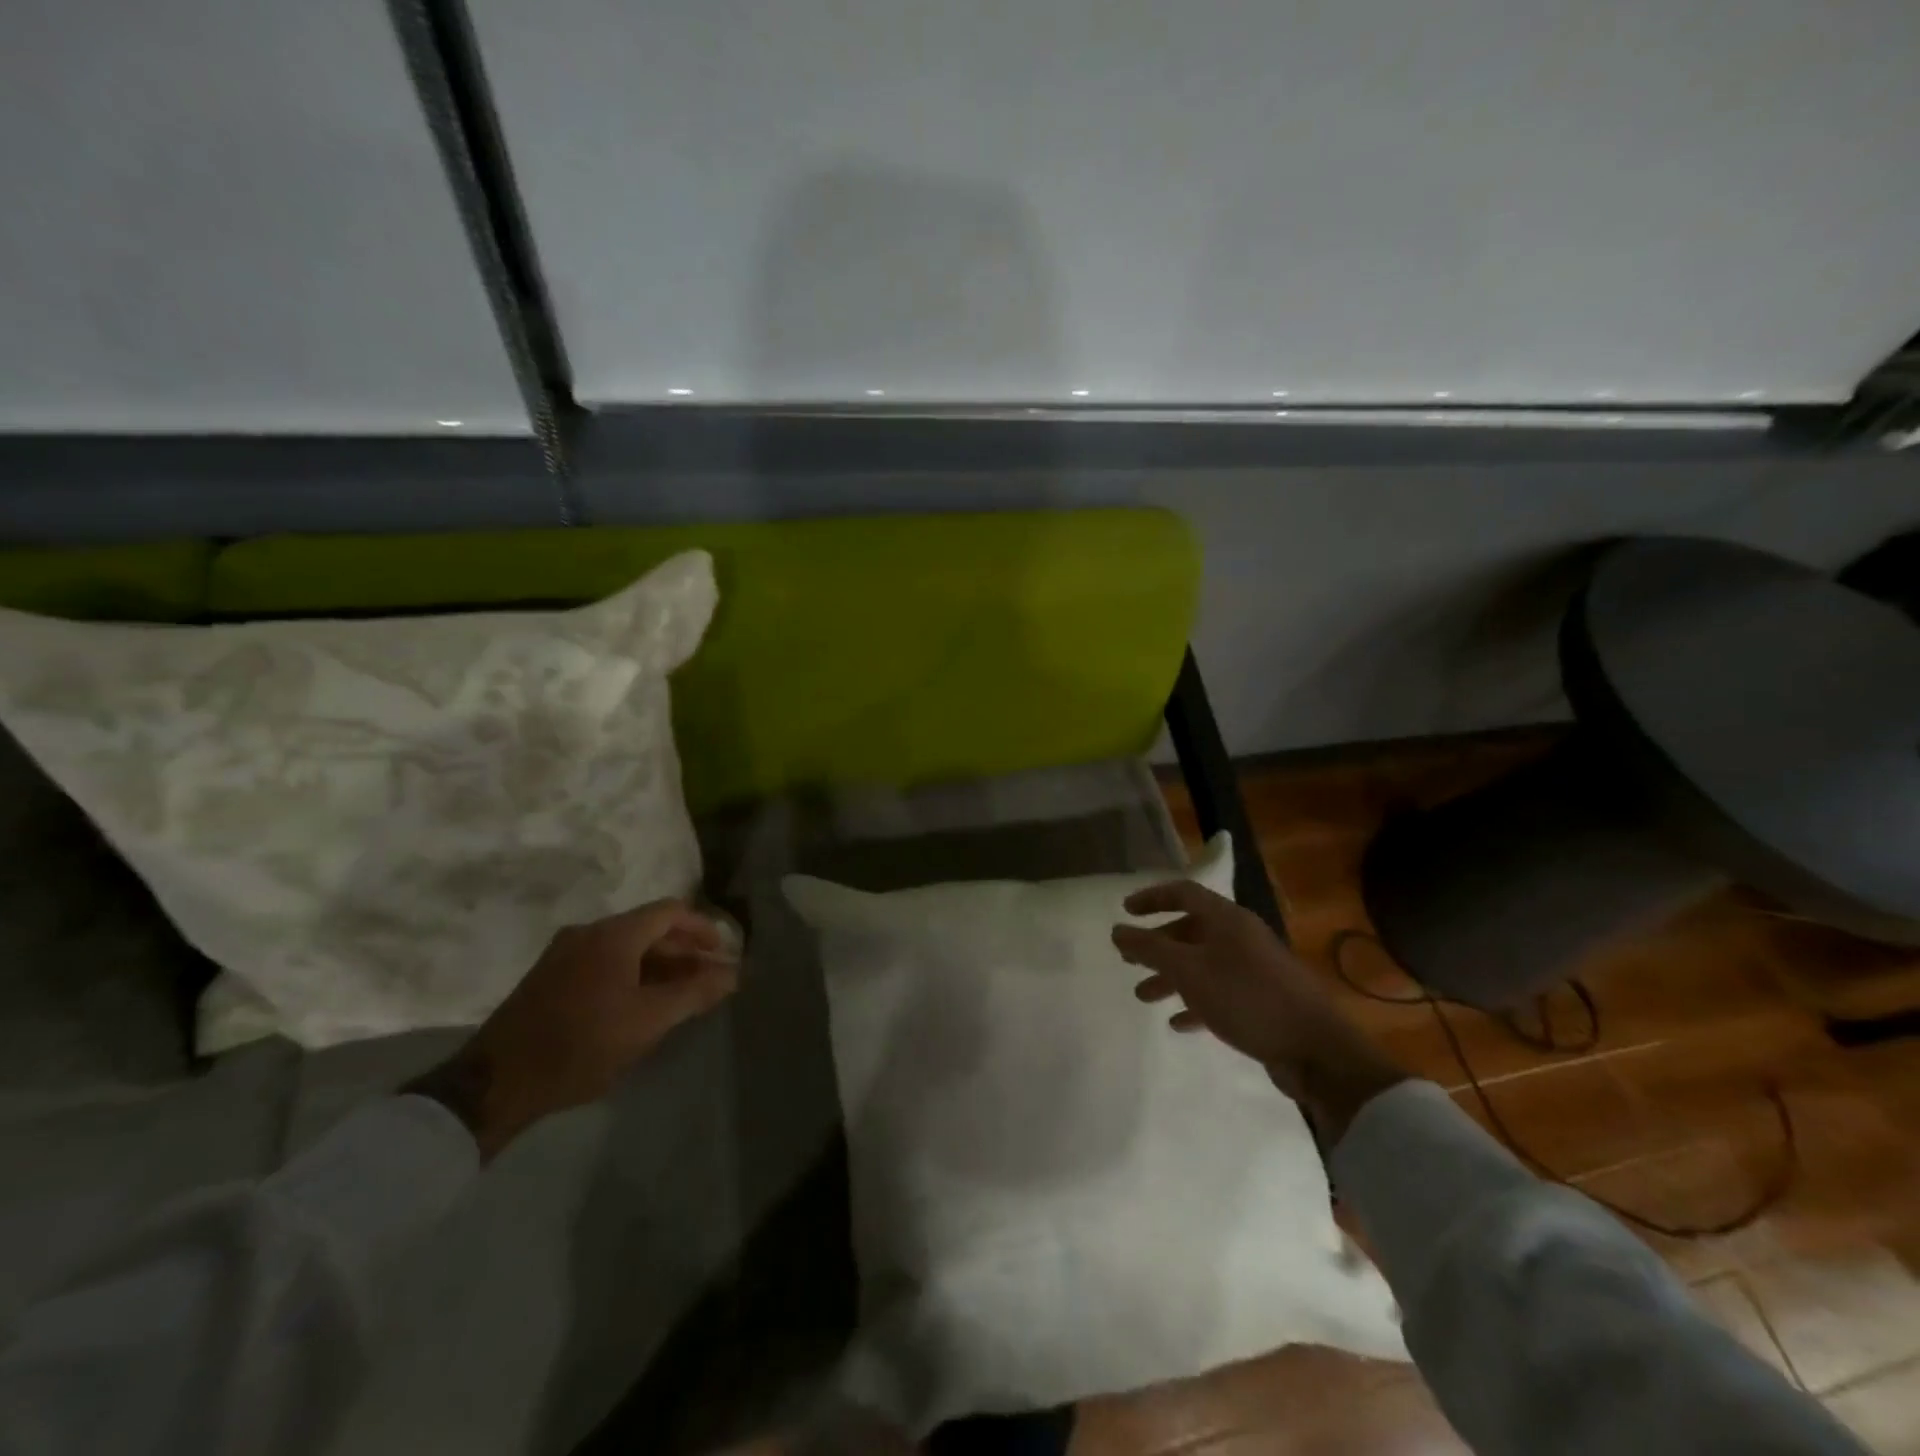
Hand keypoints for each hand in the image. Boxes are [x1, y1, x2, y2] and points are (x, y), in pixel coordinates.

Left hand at [407, 900, 739, 1160]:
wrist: (494, 1084)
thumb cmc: (581, 1045)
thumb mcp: (648, 1021)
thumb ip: (695, 993)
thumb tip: (733, 973)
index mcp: (613, 935)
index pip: (671, 911)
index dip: (703, 928)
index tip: (724, 952)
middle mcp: (588, 933)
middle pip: (649, 928)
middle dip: (684, 951)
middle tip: (709, 978)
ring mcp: (564, 954)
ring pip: (626, 947)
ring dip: (659, 965)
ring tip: (681, 995)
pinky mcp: (549, 978)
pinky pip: (604, 962)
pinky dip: (632, 974)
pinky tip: (641, 1004)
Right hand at [1112, 881, 1403, 1143]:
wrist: (1316, 1049)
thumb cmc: (1246, 997)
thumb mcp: (1189, 971)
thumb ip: (1149, 949)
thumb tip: (1117, 929)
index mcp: (1227, 919)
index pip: (1184, 892)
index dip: (1152, 897)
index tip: (1125, 910)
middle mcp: (1241, 937)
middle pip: (1191, 930)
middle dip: (1157, 944)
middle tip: (1129, 961)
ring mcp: (1253, 969)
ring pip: (1202, 964)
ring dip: (1171, 977)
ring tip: (1143, 996)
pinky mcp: (1261, 1000)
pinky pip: (1219, 992)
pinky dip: (1195, 1002)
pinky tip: (1178, 1022)